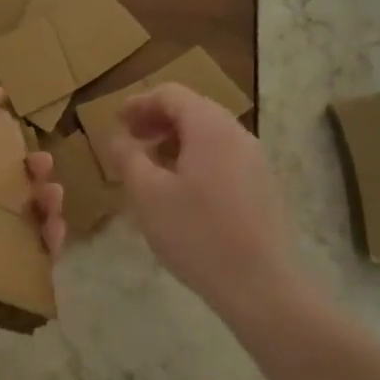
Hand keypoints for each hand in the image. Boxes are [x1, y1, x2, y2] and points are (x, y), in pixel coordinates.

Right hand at [107, 83, 310, 321]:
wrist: (259, 285)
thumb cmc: (195, 233)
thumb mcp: (146, 194)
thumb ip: (128, 157)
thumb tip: (118, 137)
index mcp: (209, 127)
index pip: (171, 94)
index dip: (139, 102)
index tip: (117, 121)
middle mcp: (237, 134)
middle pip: (193, 109)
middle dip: (158, 119)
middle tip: (131, 138)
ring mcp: (255, 160)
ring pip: (209, 134)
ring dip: (176, 139)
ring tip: (151, 163)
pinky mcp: (263, 185)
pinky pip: (223, 155)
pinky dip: (196, 157)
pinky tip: (181, 187)